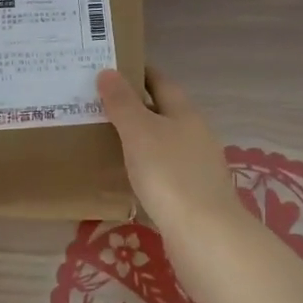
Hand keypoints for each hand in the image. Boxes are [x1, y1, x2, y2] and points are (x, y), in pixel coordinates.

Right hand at [97, 68, 246, 245]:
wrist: (204, 234)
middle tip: (98, 103)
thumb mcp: (140, 132)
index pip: (160, 81)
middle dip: (134, 105)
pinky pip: (164, 168)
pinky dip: (145, 165)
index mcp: (185, 112)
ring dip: (139, 137)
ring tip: (106, 137)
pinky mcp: (193, 193)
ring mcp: (197, 165)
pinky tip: (127, 174)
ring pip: (163, 141)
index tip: (110, 68)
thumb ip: (123, 103)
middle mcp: (195, 133)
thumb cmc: (169, 174)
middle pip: (163, 111)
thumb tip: (108, 71)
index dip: (137, 72)